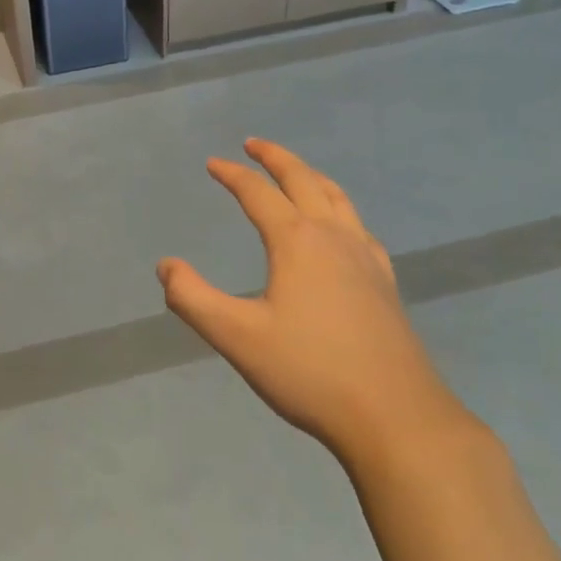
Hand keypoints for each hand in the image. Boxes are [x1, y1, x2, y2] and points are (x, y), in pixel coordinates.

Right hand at [157, 139, 472, 470]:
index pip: (258, 193)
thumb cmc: (309, 372)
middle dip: (276, 158)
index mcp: (297, 242)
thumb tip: (166, 265)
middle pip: (303, 181)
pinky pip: (359, 226)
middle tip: (254, 145)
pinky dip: (340, 209)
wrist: (395, 416)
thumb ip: (193, 298)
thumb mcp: (237, 337)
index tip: (212, 163)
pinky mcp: (384, 282)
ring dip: (311, 176)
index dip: (232, 174)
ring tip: (296, 172)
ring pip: (337, 198)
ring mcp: (365, 258)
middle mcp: (333, 237)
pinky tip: (341, 228)